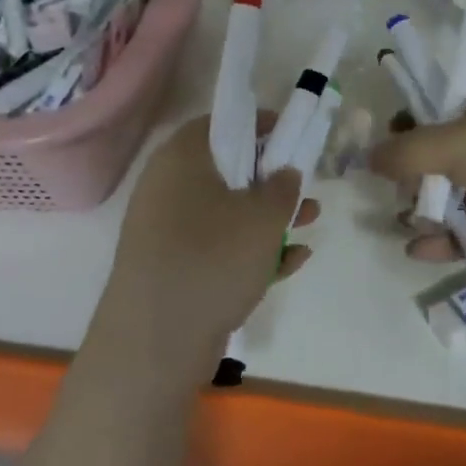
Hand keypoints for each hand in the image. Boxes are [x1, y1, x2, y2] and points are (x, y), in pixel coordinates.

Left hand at [94, 114, 316, 380]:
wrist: (154, 342)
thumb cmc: (213, 259)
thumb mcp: (264, 218)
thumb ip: (283, 187)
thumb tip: (284, 173)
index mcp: (182, 158)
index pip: (222, 123)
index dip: (261, 126)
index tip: (292, 138)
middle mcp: (167, 187)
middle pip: (226, 169)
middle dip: (271, 180)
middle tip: (304, 188)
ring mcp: (165, 229)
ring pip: (225, 211)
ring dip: (268, 217)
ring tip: (310, 223)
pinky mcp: (171, 266)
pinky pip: (216, 246)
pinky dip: (250, 249)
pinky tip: (292, 262)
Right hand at [368, 71, 465, 260]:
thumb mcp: (454, 140)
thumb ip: (406, 152)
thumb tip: (368, 157)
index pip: (440, 108)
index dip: (412, 131)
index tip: (390, 156)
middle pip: (449, 157)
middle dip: (421, 183)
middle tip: (400, 200)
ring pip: (464, 194)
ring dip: (435, 214)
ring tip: (409, 230)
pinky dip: (456, 237)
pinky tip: (424, 250)